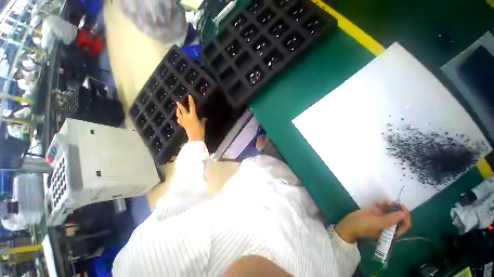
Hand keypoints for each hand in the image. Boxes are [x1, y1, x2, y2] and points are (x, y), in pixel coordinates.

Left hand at [176, 95, 206, 141]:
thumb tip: (204, 118)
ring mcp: (184, 121)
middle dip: (179, 105)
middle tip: (177, 101)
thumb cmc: (200, 131)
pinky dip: (179, 118)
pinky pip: (179, 120)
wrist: (195, 138)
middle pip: (182, 110)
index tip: (189, 96)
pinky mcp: (183, 125)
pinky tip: (178, 117)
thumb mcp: (202, 124)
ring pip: (179, 114)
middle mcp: (187, 117)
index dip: (191, 101)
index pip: (192, 107)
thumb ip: (203, 120)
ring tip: (177, 108)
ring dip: (178, 111)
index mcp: (193, 116)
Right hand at [335, 201, 411, 242]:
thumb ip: (390, 219)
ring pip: (391, 212)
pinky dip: (382, 205)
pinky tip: (377, 202)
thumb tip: (403, 214)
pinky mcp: (376, 215)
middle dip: (396, 209)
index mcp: (392, 233)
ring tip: (383, 201)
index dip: (405, 215)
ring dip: (388, 206)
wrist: (350, 223)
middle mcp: (389, 227)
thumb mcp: (377, 222)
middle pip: (399, 217)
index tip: (400, 206)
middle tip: (391, 201)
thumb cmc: (363, 225)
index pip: (405, 225)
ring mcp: (382, 221)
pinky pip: (383, 210)